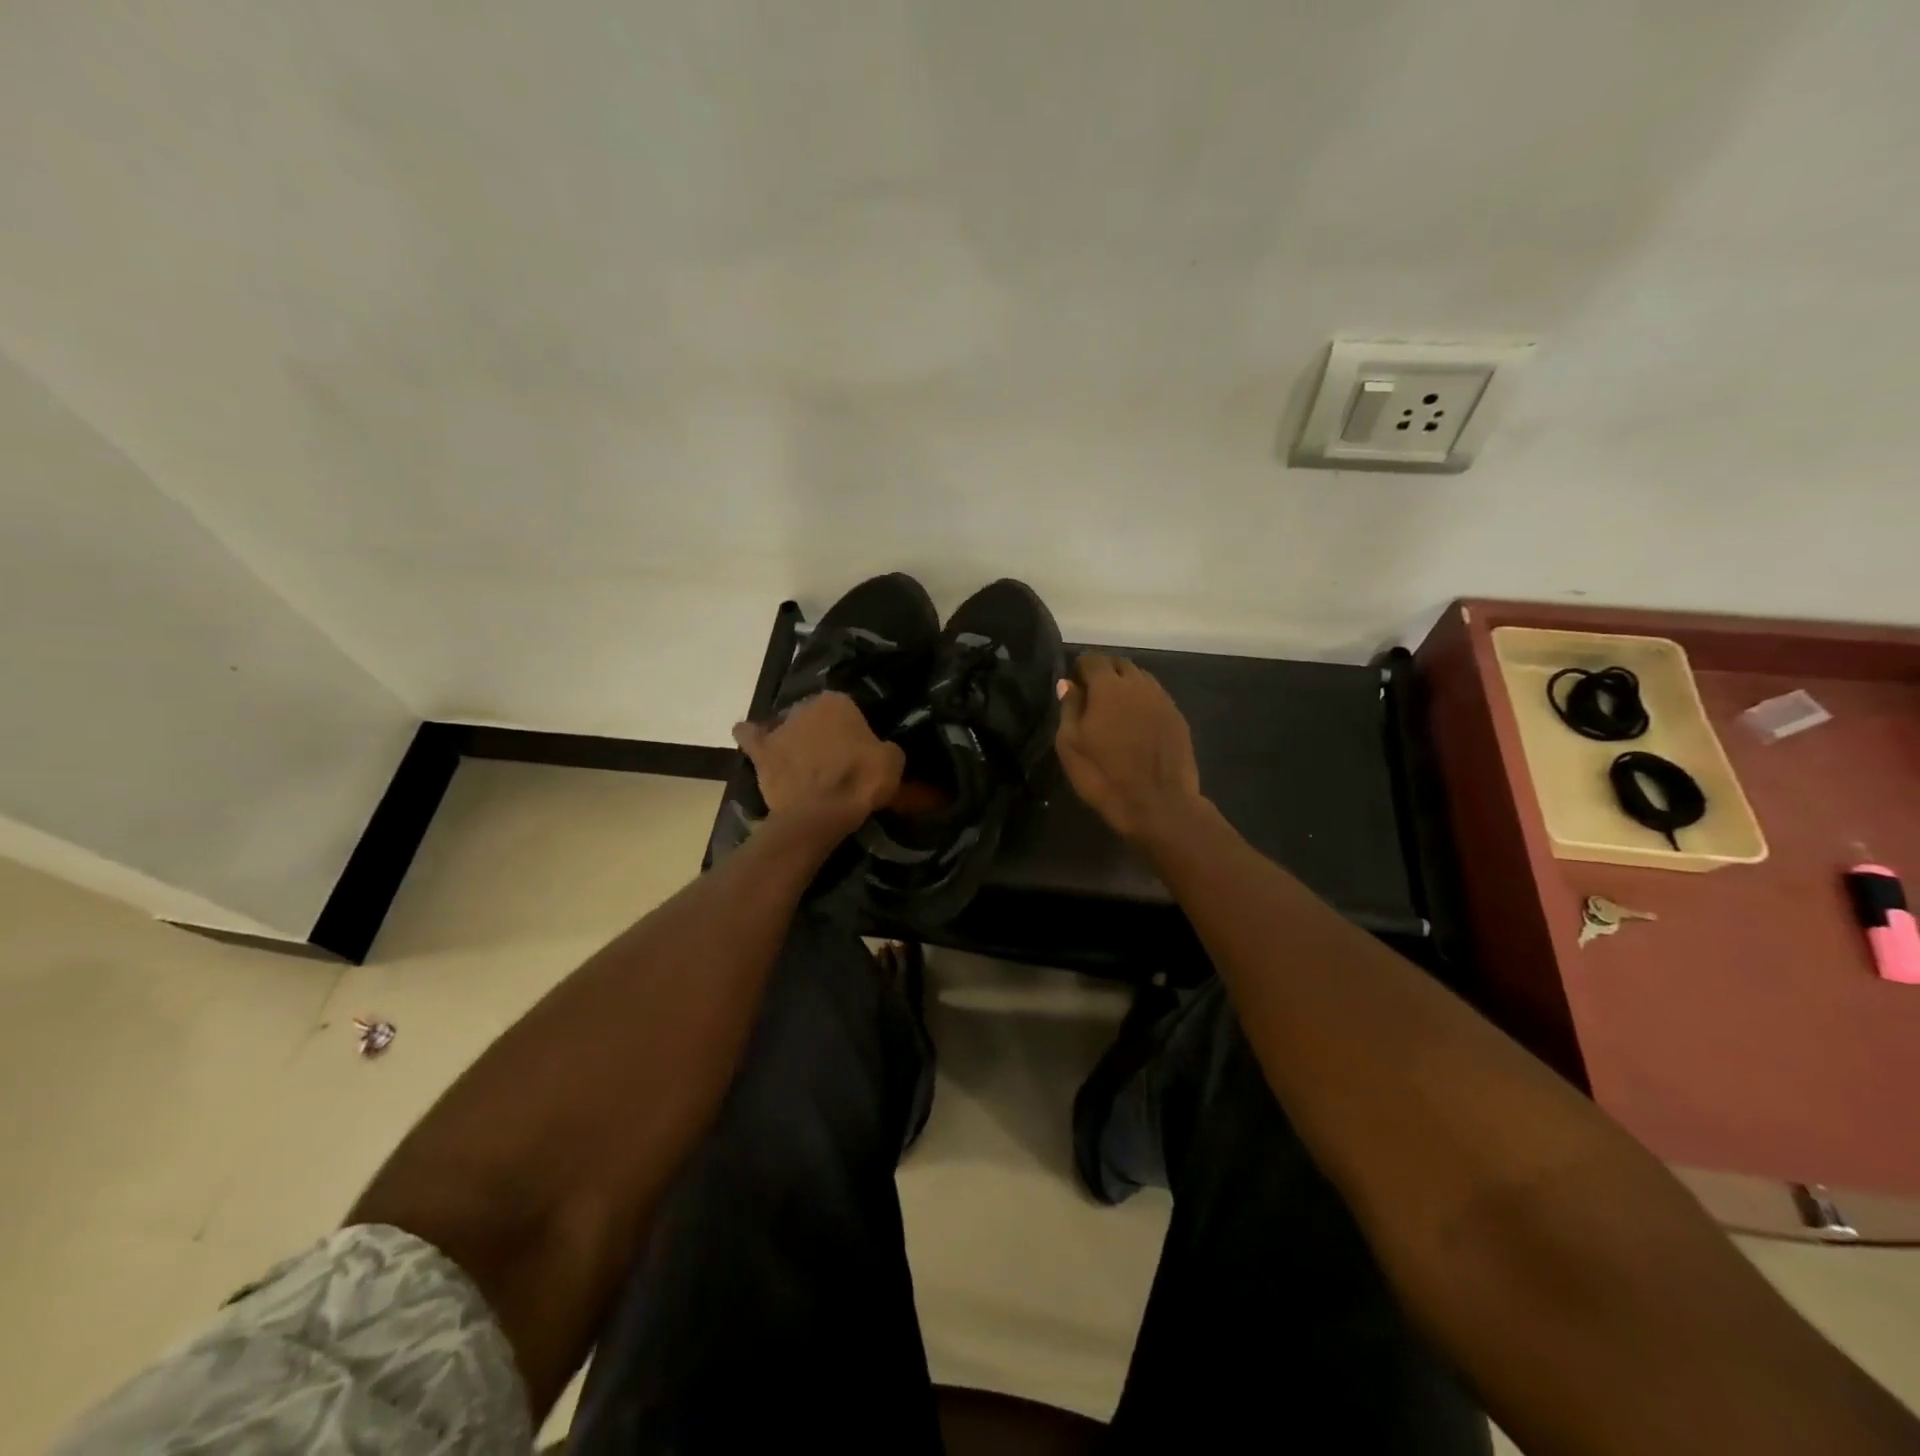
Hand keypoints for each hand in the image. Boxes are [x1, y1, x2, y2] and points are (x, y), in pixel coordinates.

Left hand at [733, 691, 904, 835]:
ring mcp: (779, 728)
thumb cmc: (861, 781)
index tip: (858, 748)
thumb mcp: (893, 761)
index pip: (847, 708)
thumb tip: (880, 750)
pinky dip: (752, 737)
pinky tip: (755, 742)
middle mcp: (805, 707)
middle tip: (833, 757)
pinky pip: (749, 736)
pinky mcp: (760, 752)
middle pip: (814, 715)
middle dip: (821, 731)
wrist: (821, 813)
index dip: (852, 729)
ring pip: (785, 725)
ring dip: (792, 738)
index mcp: (838, 702)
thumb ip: (884, 747)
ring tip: (802, 761)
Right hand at [1056, 654, 1202, 842]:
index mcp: (1109, 687)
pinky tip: (1137, 724)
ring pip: (1141, 679)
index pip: (1093, 660)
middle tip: (1093, 695)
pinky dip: (1143, 702)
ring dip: (1126, 685)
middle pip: (1120, 664)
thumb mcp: (1071, 745)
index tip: (1073, 684)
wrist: (1159, 805)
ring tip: (1115, 709)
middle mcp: (1139, 685)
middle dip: (1105, 672)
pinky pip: (1156, 698)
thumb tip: (1068, 684)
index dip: (1080, 668)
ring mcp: (1162, 700)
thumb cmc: (1104, 776)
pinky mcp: (1178, 719)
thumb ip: (1069, 708)